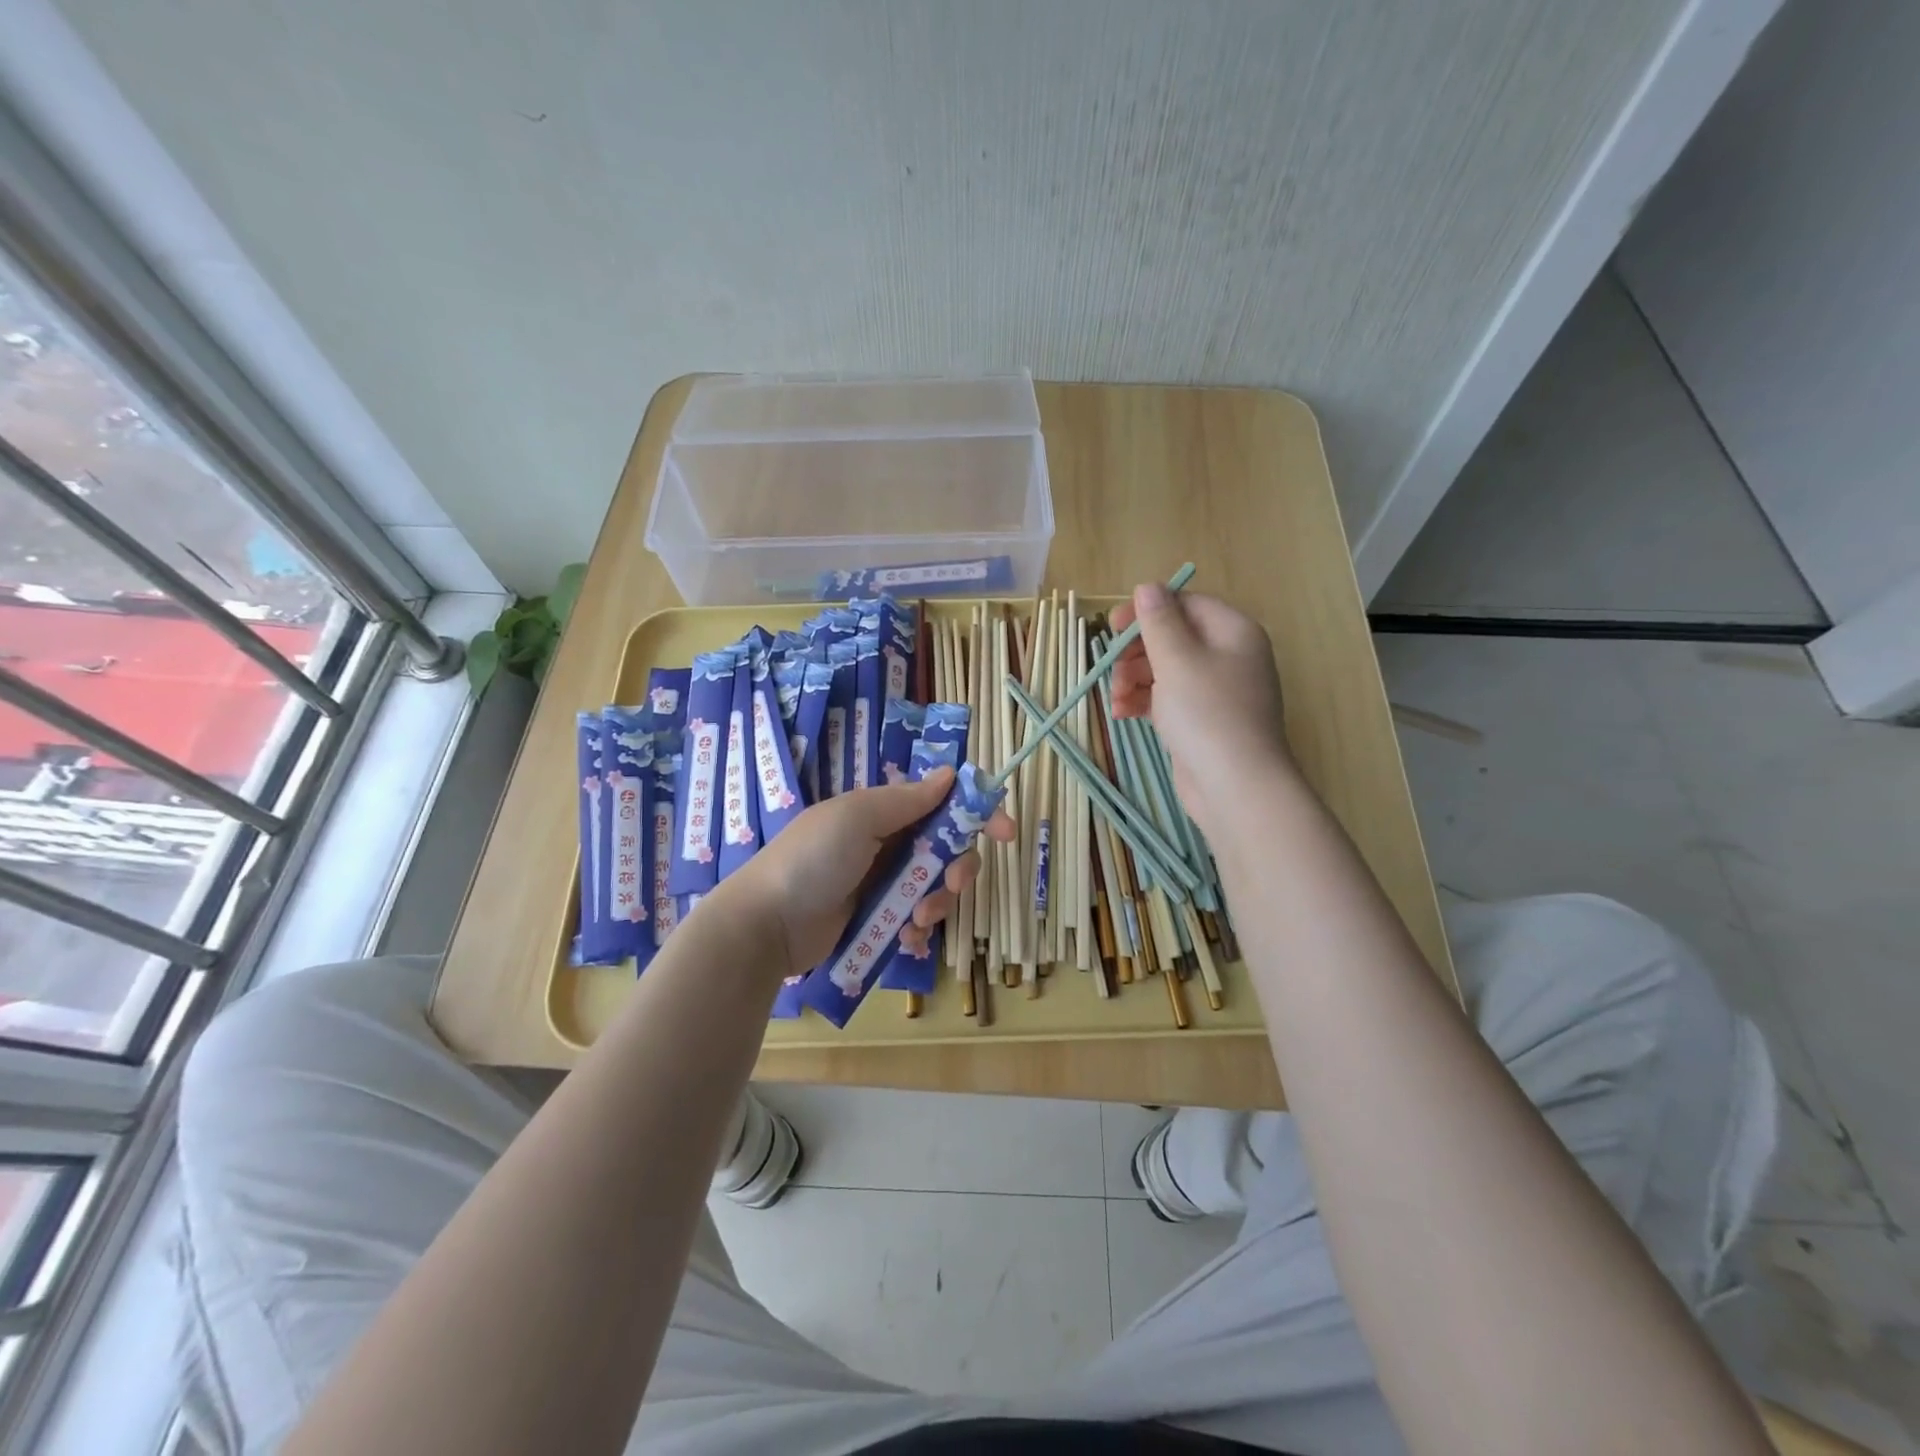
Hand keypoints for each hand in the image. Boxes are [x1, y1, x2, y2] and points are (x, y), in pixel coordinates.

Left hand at [720, 766, 1016, 979]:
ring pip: (937, 888)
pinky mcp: (877, 920)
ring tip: (916, 922)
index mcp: (882, 811)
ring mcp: (882, 883)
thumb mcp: (857, 818)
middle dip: (958, 868)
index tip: (1006, 832)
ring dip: (938, 904)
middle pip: (947, 850)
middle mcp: (887, 843)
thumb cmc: (812, 859)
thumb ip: (906, 799)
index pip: (941, 804)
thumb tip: (949, 774)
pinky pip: (916, 922)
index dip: (977, 814)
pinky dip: (919, 931)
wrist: (766, 924)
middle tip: (953, 885)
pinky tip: (907, 941)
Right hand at [1108, 582, 1290, 834]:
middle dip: (1136, 652)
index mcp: (1233, 632)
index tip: (1111, 626)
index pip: (1186, 605)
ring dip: (1134, 679)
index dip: (1147, 611)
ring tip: (1115, 699)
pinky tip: (1121, 714)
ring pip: (1166, 671)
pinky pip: (1168, 700)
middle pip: (1173, 638)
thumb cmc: (1207, 713)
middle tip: (1110, 667)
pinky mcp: (1202, 722)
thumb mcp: (1178, 660)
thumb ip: (1159, 621)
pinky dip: (1144, 702)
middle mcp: (1229, 657)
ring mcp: (1216, 692)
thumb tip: (1148, 587)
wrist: (1236, 786)